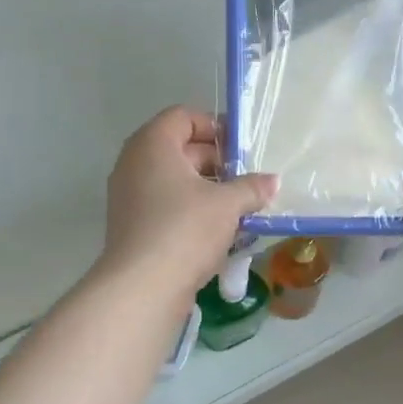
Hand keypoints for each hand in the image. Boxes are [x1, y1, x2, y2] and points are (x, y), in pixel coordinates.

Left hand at [97, 107, 276, 305]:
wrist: (143, 287)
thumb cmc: (185, 230)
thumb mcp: (227, 205)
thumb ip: (251, 188)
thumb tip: (272, 181)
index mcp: (152, 144)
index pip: (183, 117)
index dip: (215, 127)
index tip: (242, 149)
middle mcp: (134, 164)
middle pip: (179, 149)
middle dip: (216, 163)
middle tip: (247, 181)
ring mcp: (130, 197)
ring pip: (174, 182)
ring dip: (207, 191)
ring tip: (240, 208)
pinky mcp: (133, 227)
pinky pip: (166, 208)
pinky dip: (191, 213)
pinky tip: (219, 233)